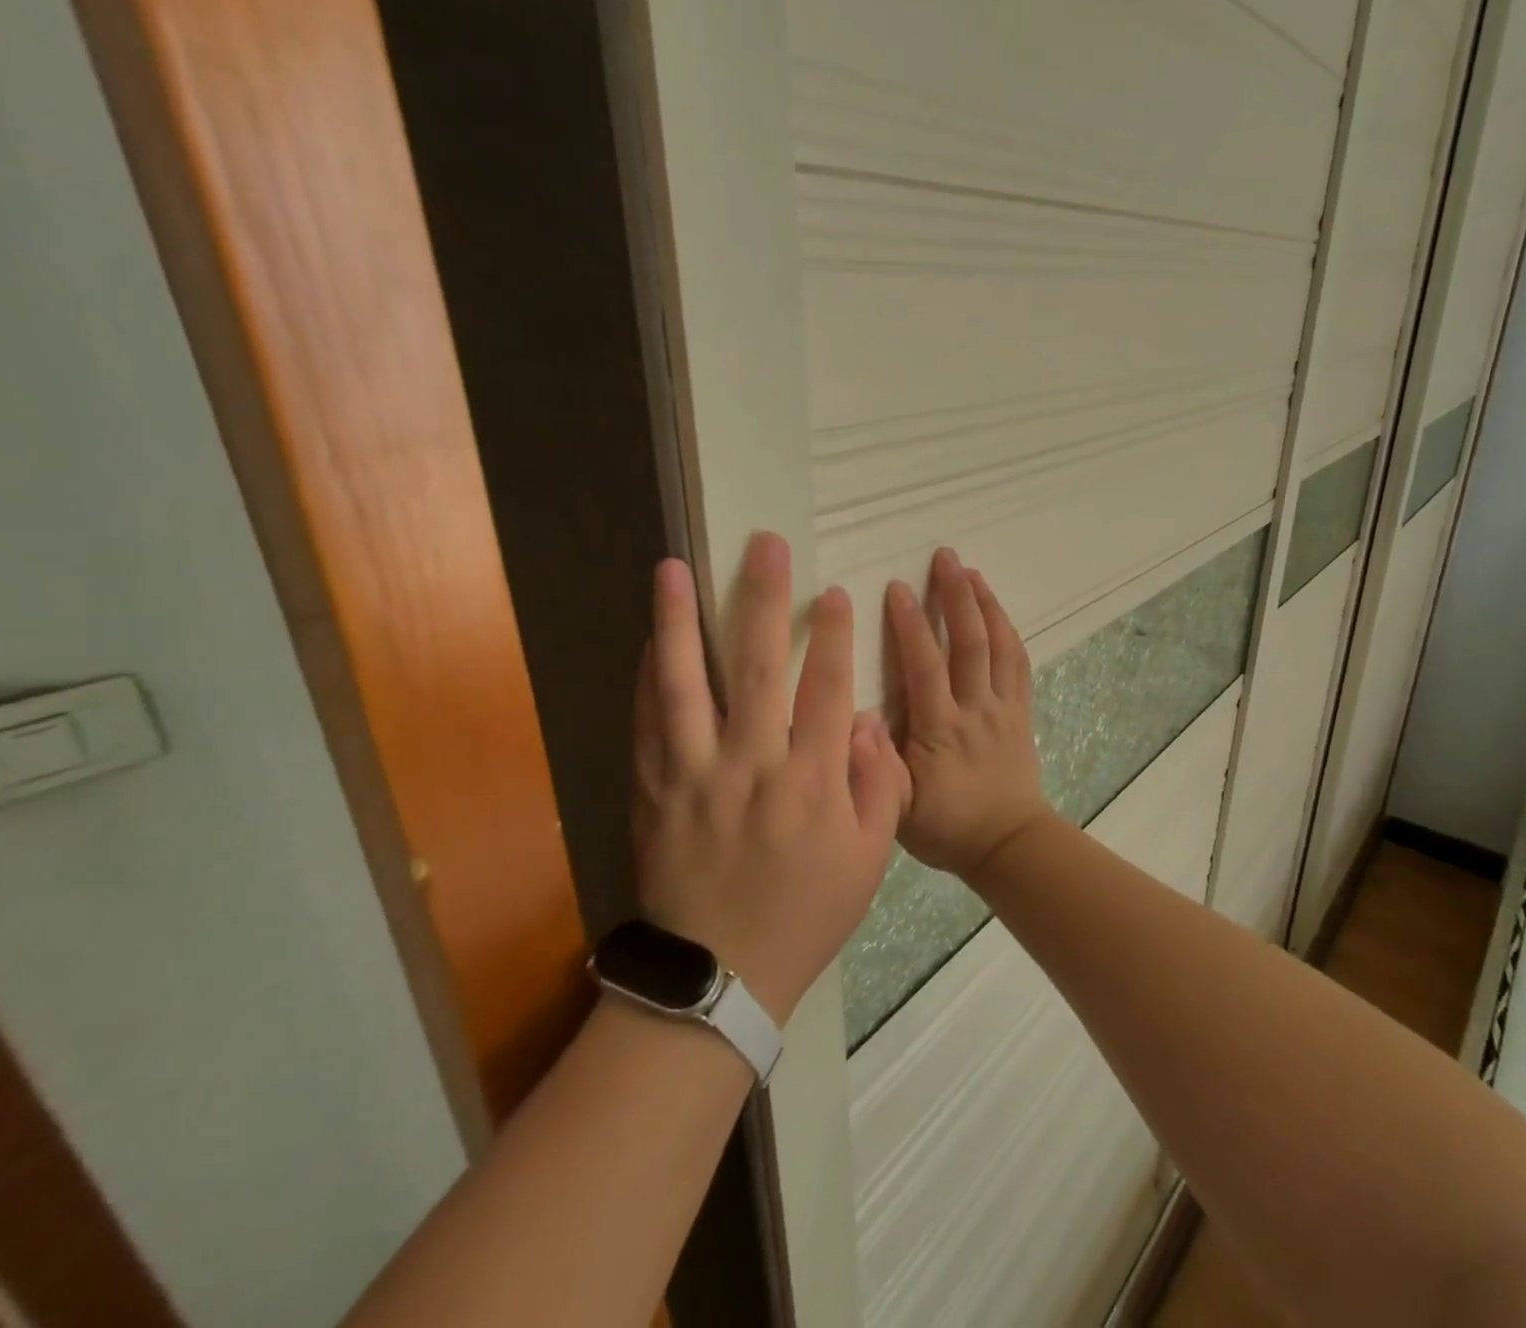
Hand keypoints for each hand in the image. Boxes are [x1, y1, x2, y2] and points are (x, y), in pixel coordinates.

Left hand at [633, 533, 910, 1024]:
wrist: (719, 978)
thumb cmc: (806, 915)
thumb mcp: (869, 859)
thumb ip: (877, 784)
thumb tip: (864, 720)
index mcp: (811, 782)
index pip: (825, 689)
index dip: (832, 635)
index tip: (833, 593)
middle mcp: (751, 765)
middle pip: (757, 667)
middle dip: (764, 599)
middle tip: (764, 546)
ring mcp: (694, 775)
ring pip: (685, 684)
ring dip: (679, 621)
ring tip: (671, 568)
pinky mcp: (654, 791)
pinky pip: (647, 724)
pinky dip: (648, 677)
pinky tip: (649, 639)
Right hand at [885, 549, 1051, 882]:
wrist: (1007, 844)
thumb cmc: (946, 827)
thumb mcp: (897, 809)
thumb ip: (876, 765)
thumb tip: (855, 716)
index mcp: (938, 730)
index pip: (924, 666)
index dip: (910, 624)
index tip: (895, 587)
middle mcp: (973, 710)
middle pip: (968, 644)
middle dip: (954, 596)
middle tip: (944, 557)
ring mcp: (1003, 708)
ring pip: (999, 647)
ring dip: (985, 604)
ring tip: (971, 570)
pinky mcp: (1021, 712)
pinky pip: (1019, 664)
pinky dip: (1008, 631)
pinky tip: (997, 610)